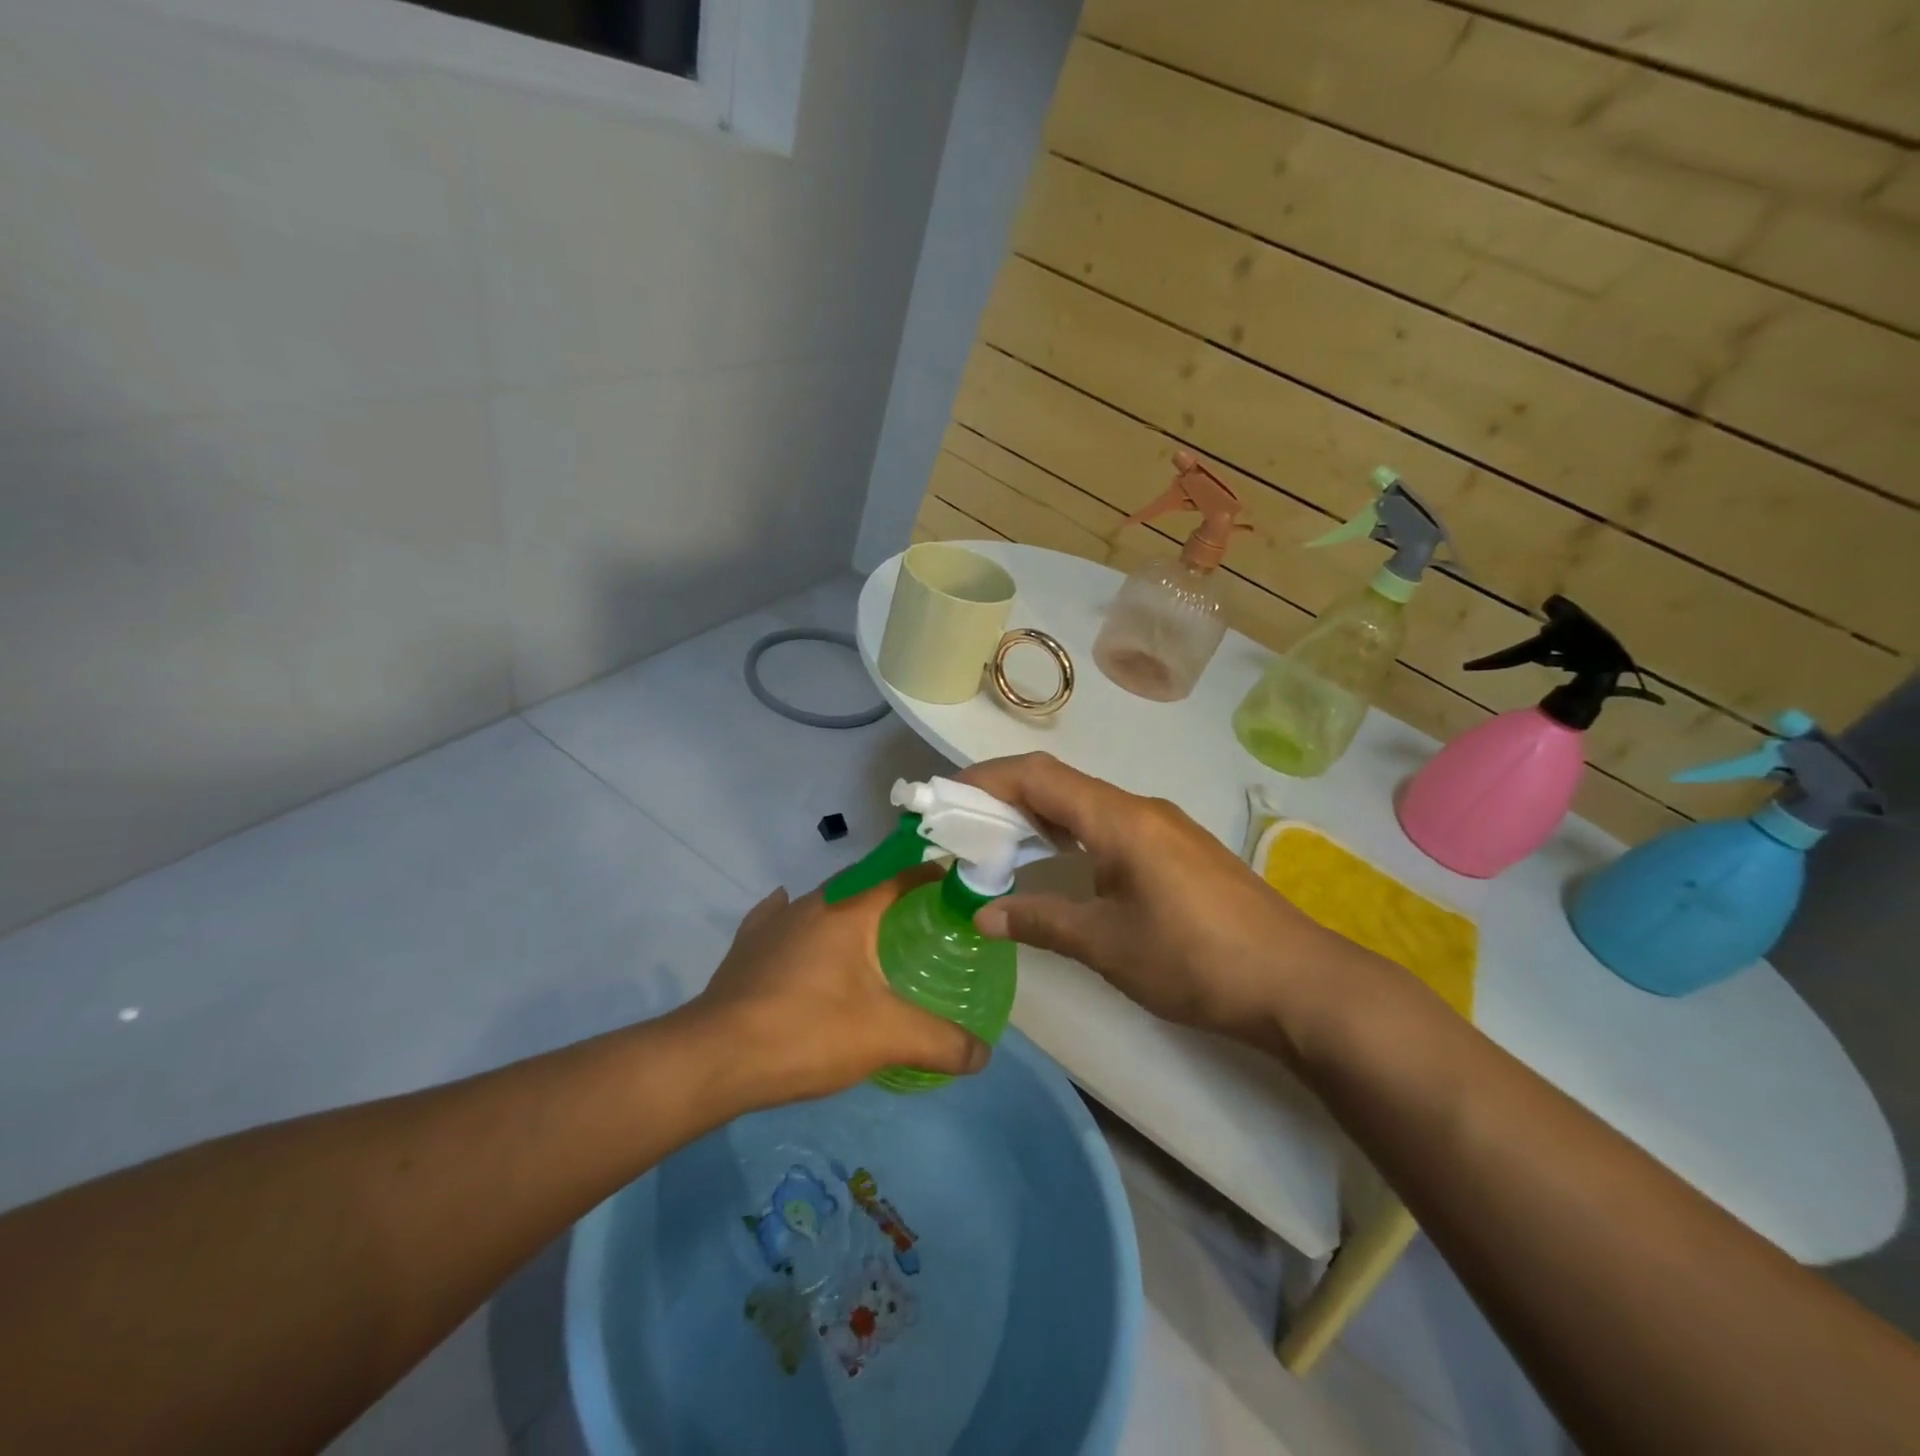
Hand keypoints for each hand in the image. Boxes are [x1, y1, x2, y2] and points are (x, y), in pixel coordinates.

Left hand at [683, 875, 990, 1106]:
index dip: (930, 873)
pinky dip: (799, 923)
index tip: (955, 885)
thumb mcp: (886, 1038)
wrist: (714, 1058)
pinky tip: (799, 933)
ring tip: (871, 937)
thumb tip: (985, 1054)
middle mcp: (811, 903)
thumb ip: (941, 1042)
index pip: (900, 873)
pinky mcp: (746, 947)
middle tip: (922, 920)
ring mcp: (773, 922)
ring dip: (849, 911)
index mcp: (849, 909)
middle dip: (894, 895)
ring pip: (822, 903)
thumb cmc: (807, 1032)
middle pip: (862, 885)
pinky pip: (779, 920)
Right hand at [958, 753, 1365, 1053]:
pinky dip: (1069, 835)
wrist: (1296, 982)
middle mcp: (1139, 809)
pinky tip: (1057, 864)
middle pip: (1059, 784)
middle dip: (1004, 797)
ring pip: (1084, 805)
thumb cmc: (1196, 959)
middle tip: (961, 827)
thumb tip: (981, 915)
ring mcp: (1163, 828)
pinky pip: (1108, 826)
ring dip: (1038, 817)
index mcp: (1119, 819)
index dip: (986, 779)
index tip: (944, 796)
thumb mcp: (1107, 945)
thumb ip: (1040, 922)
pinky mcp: (1177, 851)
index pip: (1038, 777)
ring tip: (997, 845)